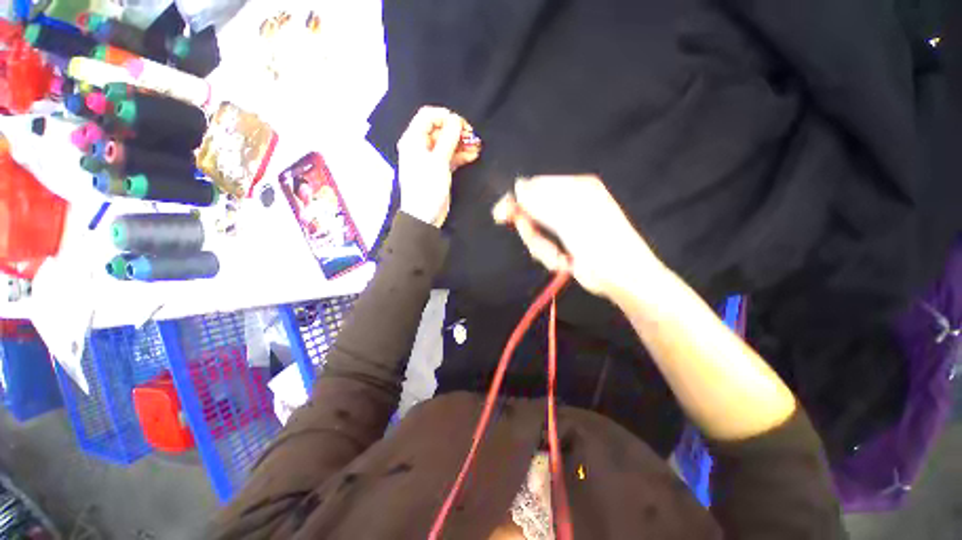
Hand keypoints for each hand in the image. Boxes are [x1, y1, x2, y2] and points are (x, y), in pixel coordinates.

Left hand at [397, 106, 480, 226]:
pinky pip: (450, 157)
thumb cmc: (427, 188)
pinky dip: (461, 155)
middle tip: (472, 136)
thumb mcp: (438, 161)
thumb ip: (448, 138)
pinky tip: (473, 155)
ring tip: (477, 146)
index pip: (428, 116)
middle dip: (457, 131)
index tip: (461, 124)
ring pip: (447, 144)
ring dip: (461, 144)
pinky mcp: (438, 170)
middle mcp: (420, 147)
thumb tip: (456, 120)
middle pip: (440, 130)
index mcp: (413, 140)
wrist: (424, 216)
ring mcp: (430, 159)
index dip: (446, 116)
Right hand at [493, 175, 665, 299]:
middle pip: (532, 211)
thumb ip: (539, 202)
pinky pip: (542, 246)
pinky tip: (562, 262)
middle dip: (532, 231)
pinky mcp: (563, 244)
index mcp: (574, 187)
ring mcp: (565, 225)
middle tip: (540, 245)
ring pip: (535, 232)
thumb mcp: (567, 218)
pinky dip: (548, 256)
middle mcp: (569, 203)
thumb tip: (517, 186)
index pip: (535, 186)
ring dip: (542, 248)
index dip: (516, 200)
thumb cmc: (598, 241)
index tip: (501, 215)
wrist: (621, 275)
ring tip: (558, 257)